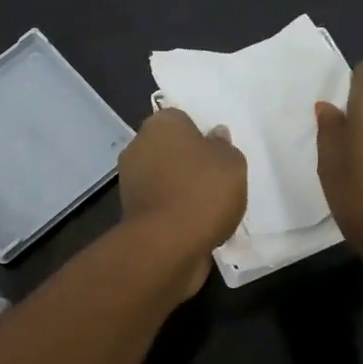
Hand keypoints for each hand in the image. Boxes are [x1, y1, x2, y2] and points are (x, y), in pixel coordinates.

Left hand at [118, 109, 247, 297]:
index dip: (201, 135)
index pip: (182, 119)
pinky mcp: (130, 210)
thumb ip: (223, 145)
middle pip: (170, 148)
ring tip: (210, 208)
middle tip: (217, 180)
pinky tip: (195, 224)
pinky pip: (160, 203)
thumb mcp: (232, 162)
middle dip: (189, 162)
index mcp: (162, 123)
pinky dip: (174, 211)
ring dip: (181, 188)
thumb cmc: (203, 191)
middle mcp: (139, 145)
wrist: (167, 244)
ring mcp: (130, 179)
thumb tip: (214, 135)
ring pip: (164, 177)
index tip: (218, 153)